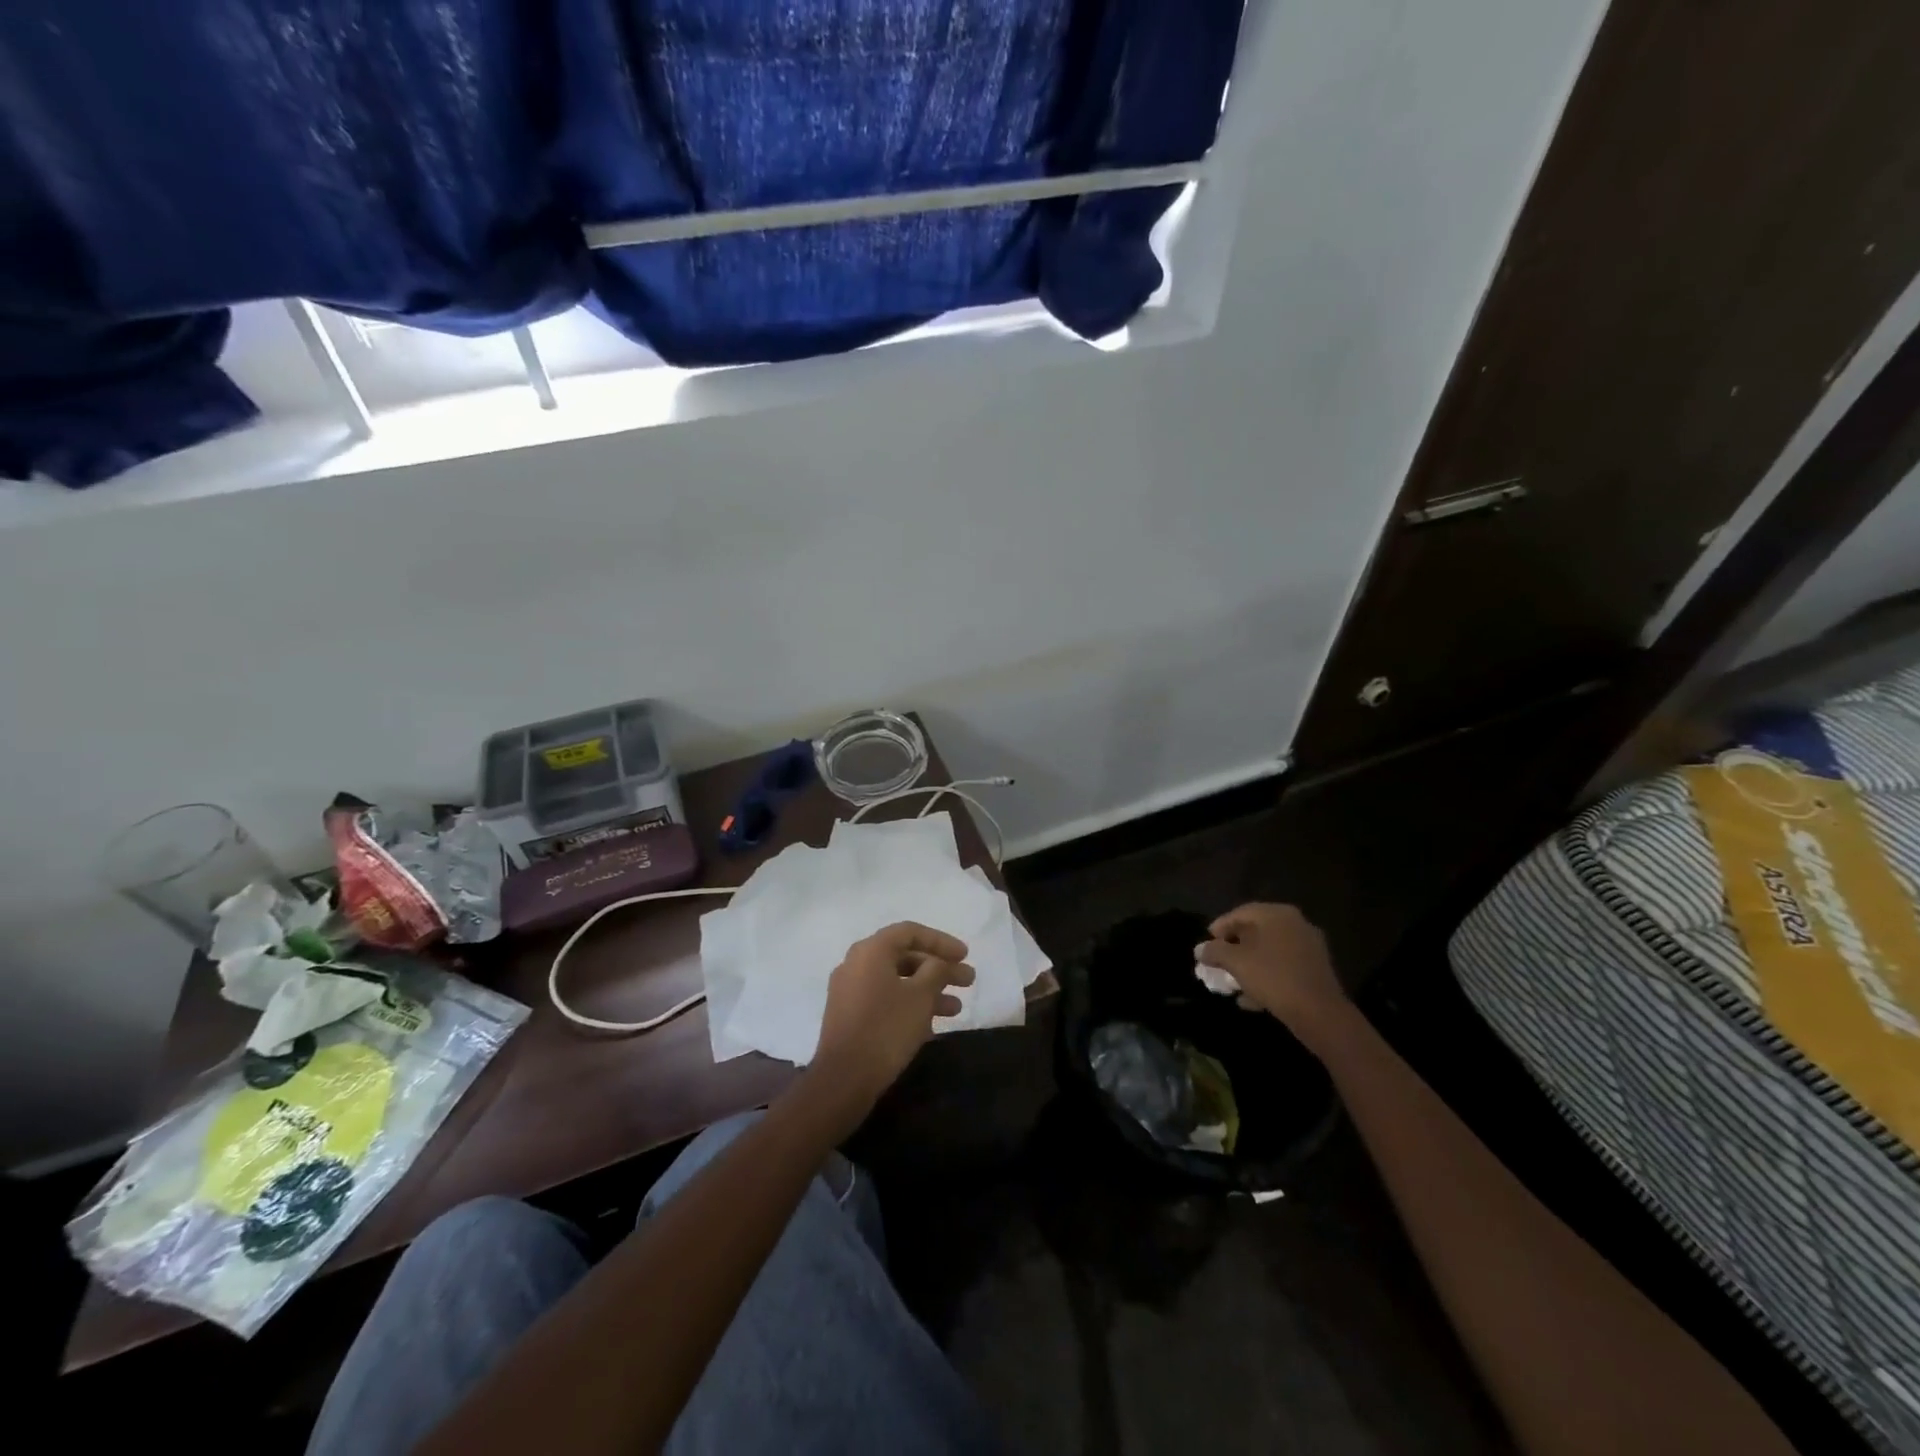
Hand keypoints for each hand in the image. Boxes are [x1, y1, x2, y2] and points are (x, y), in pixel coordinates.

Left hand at [810, 921, 974, 1115]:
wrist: (844, 1079)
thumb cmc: (887, 1028)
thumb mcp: (921, 996)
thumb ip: (936, 970)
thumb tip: (938, 963)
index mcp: (871, 950)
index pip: (910, 932)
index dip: (941, 941)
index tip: (965, 955)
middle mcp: (856, 963)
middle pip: (905, 957)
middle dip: (939, 969)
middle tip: (968, 981)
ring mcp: (850, 991)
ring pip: (897, 981)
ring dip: (929, 991)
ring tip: (957, 1009)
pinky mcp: (849, 1016)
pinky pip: (885, 1000)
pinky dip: (909, 1006)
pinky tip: (933, 1026)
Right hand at [1195, 903, 1349, 1046]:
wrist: (1320, 1013)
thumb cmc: (1273, 977)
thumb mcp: (1236, 963)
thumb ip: (1215, 951)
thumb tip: (1200, 949)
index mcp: (1276, 914)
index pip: (1240, 913)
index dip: (1220, 927)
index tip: (1207, 943)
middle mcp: (1295, 923)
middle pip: (1256, 931)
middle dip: (1234, 947)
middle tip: (1219, 961)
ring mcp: (1309, 946)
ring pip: (1270, 951)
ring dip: (1249, 964)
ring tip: (1232, 982)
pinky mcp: (1316, 969)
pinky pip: (1283, 966)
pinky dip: (1266, 976)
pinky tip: (1251, 997)